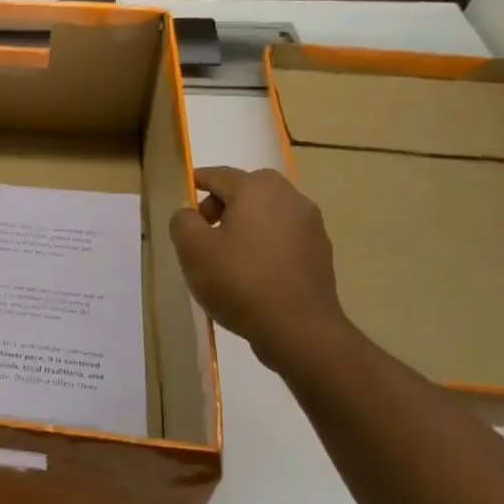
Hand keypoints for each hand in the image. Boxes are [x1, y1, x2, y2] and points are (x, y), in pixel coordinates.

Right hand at [168, 166, 348, 368]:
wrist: (299, 329)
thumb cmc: (239, 281)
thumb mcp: (192, 249)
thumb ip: (182, 221)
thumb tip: (189, 213)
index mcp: (257, 189)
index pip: (219, 175)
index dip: (197, 181)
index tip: (183, 194)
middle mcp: (290, 198)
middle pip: (248, 189)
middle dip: (223, 202)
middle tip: (203, 228)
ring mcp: (311, 225)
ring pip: (268, 212)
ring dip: (246, 222)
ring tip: (226, 252)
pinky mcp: (320, 252)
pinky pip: (284, 236)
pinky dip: (265, 242)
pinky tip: (252, 270)